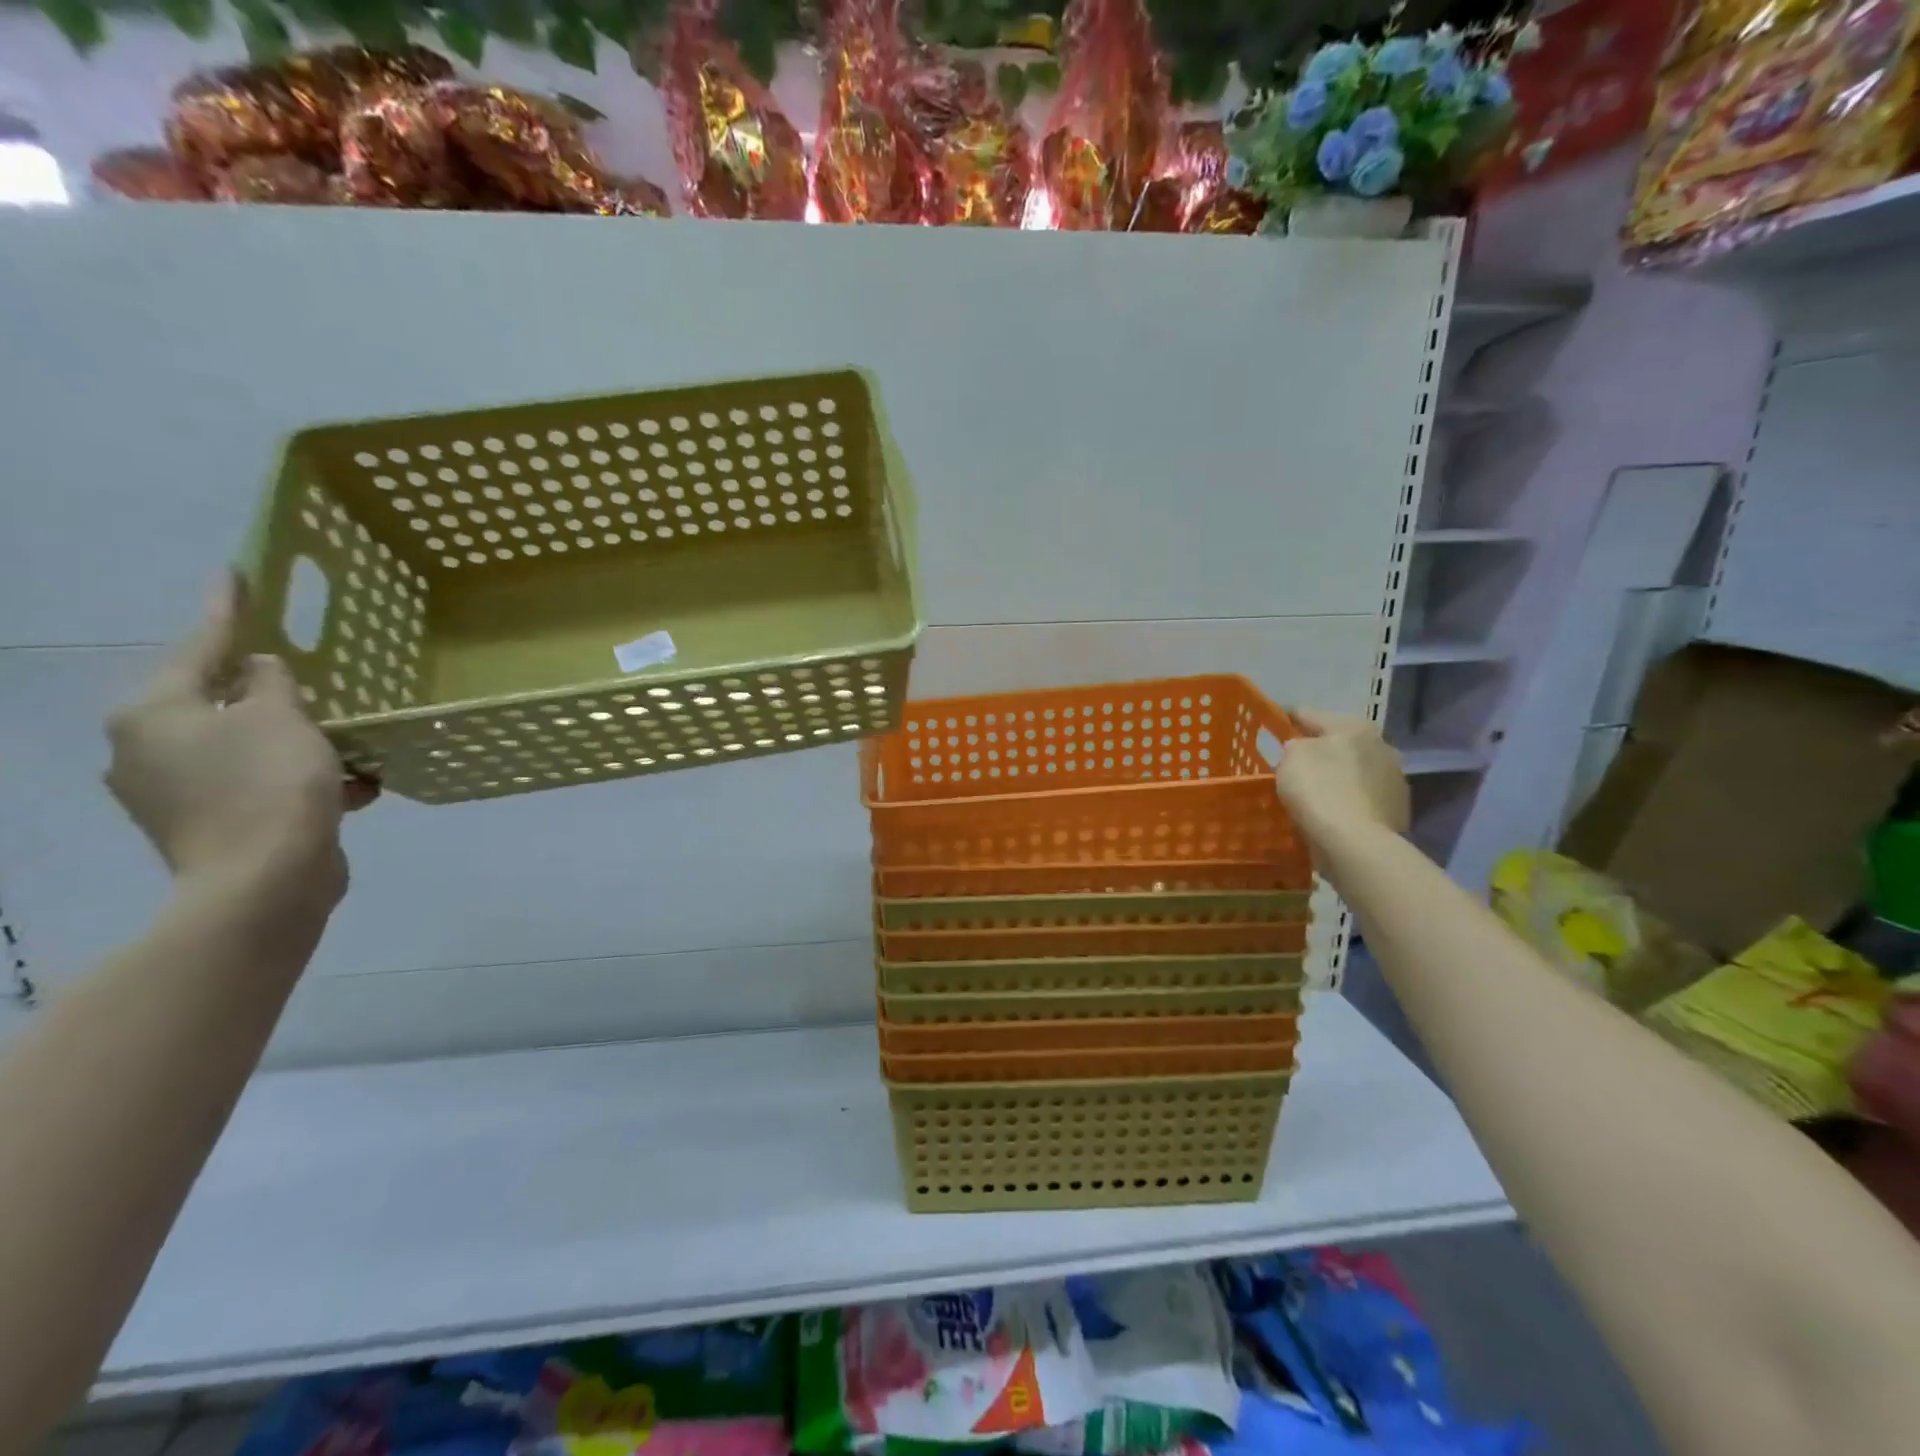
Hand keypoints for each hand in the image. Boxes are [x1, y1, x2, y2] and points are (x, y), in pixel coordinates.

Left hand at [105, 575, 376, 911]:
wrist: (265, 882)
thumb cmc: (270, 785)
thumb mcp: (283, 717)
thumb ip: (274, 682)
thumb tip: (263, 670)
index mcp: (155, 712)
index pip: (199, 645)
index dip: (227, 609)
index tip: (237, 574)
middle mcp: (148, 748)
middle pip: (219, 702)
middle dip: (270, 691)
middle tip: (310, 674)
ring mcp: (176, 793)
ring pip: (245, 746)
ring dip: (297, 741)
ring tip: (349, 740)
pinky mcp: (211, 825)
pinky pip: (260, 785)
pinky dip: (303, 780)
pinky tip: (355, 786)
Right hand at [1275, 709, 1409, 843]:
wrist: (1356, 843)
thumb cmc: (1319, 790)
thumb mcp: (1291, 758)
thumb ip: (1294, 746)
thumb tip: (1302, 750)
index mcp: (1354, 727)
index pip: (1309, 714)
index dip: (1286, 719)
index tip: (1271, 727)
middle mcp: (1381, 745)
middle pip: (1338, 743)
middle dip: (1317, 751)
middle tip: (1292, 765)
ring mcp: (1394, 779)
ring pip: (1353, 771)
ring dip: (1335, 777)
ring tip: (1312, 794)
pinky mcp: (1397, 809)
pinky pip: (1361, 798)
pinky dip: (1347, 801)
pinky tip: (1331, 814)